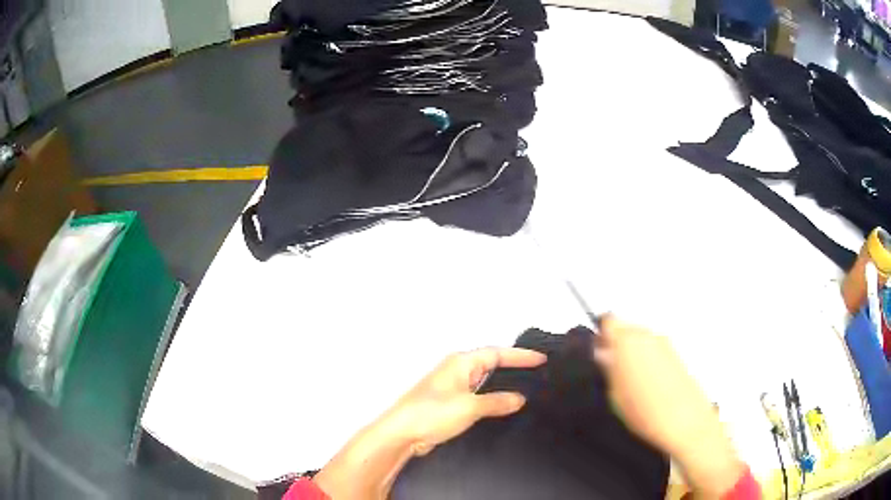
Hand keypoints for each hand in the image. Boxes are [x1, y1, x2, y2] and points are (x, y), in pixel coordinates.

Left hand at [313, 347, 545, 499]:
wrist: (402, 434)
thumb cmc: (433, 413)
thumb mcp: (469, 407)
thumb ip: (497, 401)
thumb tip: (519, 398)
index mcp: (461, 363)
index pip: (497, 353)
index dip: (520, 356)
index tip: (542, 359)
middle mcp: (457, 371)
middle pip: (491, 364)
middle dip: (514, 368)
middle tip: (539, 373)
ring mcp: (453, 388)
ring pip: (485, 382)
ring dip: (503, 385)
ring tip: (528, 390)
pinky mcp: (450, 404)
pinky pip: (478, 397)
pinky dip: (493, 399)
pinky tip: (504, 408)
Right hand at [594, 316, 745, 497]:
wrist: (685, 422)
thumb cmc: (647, 410)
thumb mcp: (614, 394)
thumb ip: (607, 368)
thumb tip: (602, 355)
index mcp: (629, 340)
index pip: (608, 321)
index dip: (600, 335)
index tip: (597, 352)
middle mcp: (648, 336)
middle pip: (626, 330)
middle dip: (616, 346)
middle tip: (610, 371)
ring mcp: (665, 345)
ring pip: (641, 342)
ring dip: (633, 355)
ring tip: (629, 385)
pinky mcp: (677, 356)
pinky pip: (655, 352)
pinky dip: (648, 363)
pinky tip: (646, 388)